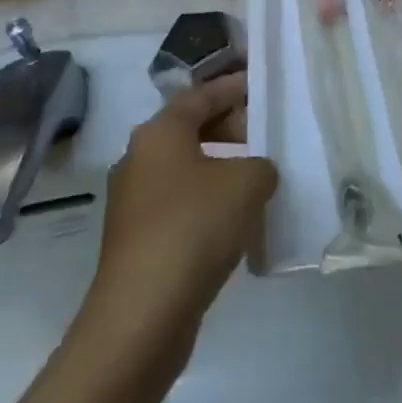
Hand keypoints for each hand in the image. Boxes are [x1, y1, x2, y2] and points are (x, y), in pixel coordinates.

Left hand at [83, 74, 277, 349]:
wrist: (141, 317)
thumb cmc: (194, 228)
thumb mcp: (248, 182)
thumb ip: (261, 164)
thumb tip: (255, 171)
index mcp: (159, 133)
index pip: (200, 95)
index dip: (233, 87)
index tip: (261, 85)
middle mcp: (139, 159)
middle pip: (190, 129)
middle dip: (231, 128)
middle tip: (266, 135)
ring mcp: (134, 203)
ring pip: (186, 168)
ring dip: (221, 167)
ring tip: (259, 177)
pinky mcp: (138, 240)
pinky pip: (181, 203)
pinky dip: (208, 200)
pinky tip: (237, 219)